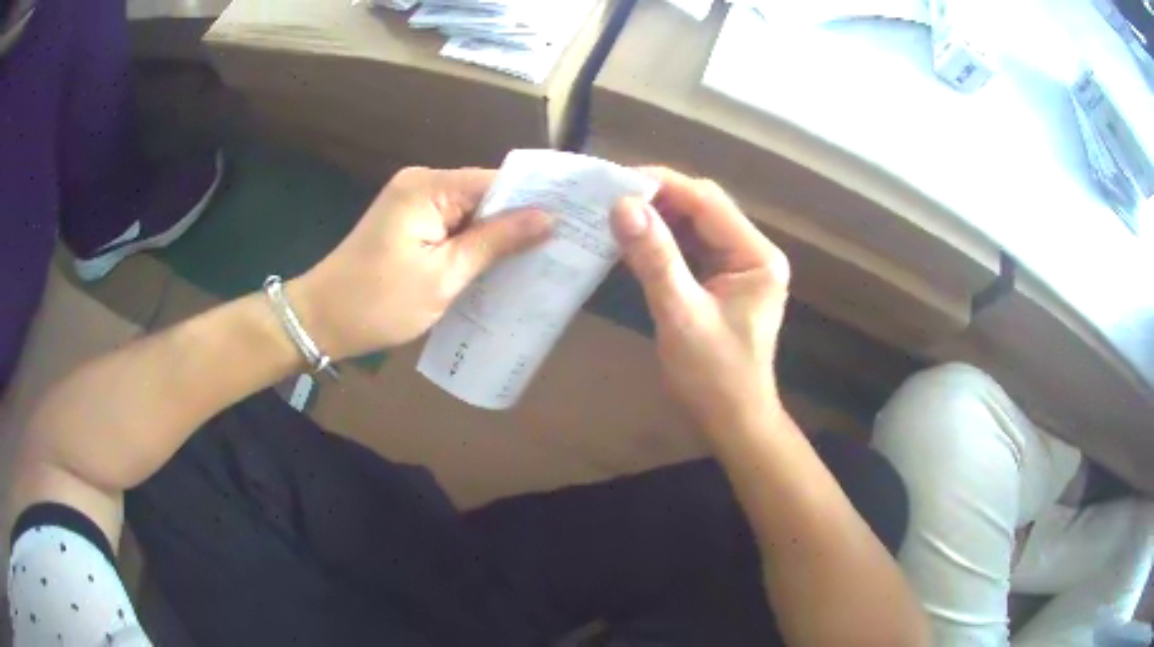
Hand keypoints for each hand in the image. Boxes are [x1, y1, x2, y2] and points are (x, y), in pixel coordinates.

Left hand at [293, 167, 550, 358]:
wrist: (321, 320)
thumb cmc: (378, 302)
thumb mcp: (444, 276)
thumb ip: (496, 242)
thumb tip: (547, 218)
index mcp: (429, 187)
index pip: (497, 181)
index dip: (534, 201)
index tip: (572, 221)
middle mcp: (422, 183)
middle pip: (485, 194)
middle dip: (518, 220)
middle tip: (562, 245)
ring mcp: (413, 201)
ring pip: (471, 211)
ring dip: (496, 235)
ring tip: (540, 257)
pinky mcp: (408, 221)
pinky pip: (452, 224)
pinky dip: (473, 243)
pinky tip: (498, 263)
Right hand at [611, 168, 790, 431]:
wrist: (731, 420)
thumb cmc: (713, 377)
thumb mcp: (681, 315)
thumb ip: (655, 258)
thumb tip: (623, 205)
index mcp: (756, 256)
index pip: (708, 202)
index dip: (663, 185)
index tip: (616, 181)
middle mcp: (752, 252)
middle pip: (703, 207)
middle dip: (659, 198)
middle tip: (611, 195)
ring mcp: (738, 264)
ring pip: (694, 224)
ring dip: (658, 216)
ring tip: (615, 211)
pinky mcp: (722, 279)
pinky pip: (690, 246)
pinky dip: (662, 239)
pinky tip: (633, 238)